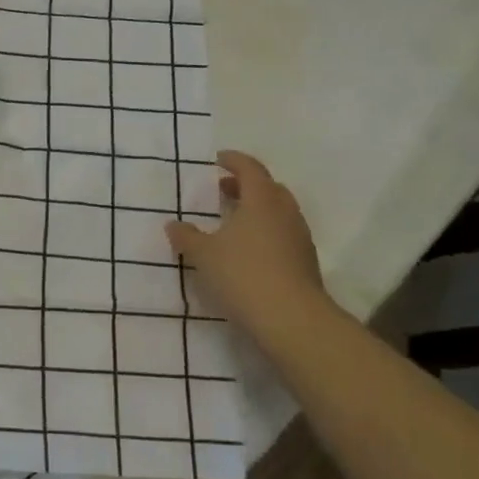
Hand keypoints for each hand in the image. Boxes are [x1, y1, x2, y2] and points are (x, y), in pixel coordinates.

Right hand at [165, 151, 331, 341]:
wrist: (292, 319)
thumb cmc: (243, 274)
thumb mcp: (203, 255)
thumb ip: (186, 237)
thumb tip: (173, 224)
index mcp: (261, 201)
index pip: (250, 169)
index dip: (234, 161)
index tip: (218, 159)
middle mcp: (285, 213)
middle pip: (269, 188)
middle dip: (246, 185)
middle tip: (224, 189)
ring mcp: (299, 238)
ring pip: (279, 212)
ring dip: (257, 209)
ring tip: (234, 221)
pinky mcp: (305, 262)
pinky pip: (283, 234)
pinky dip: (266, 231)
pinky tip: (249, 250)